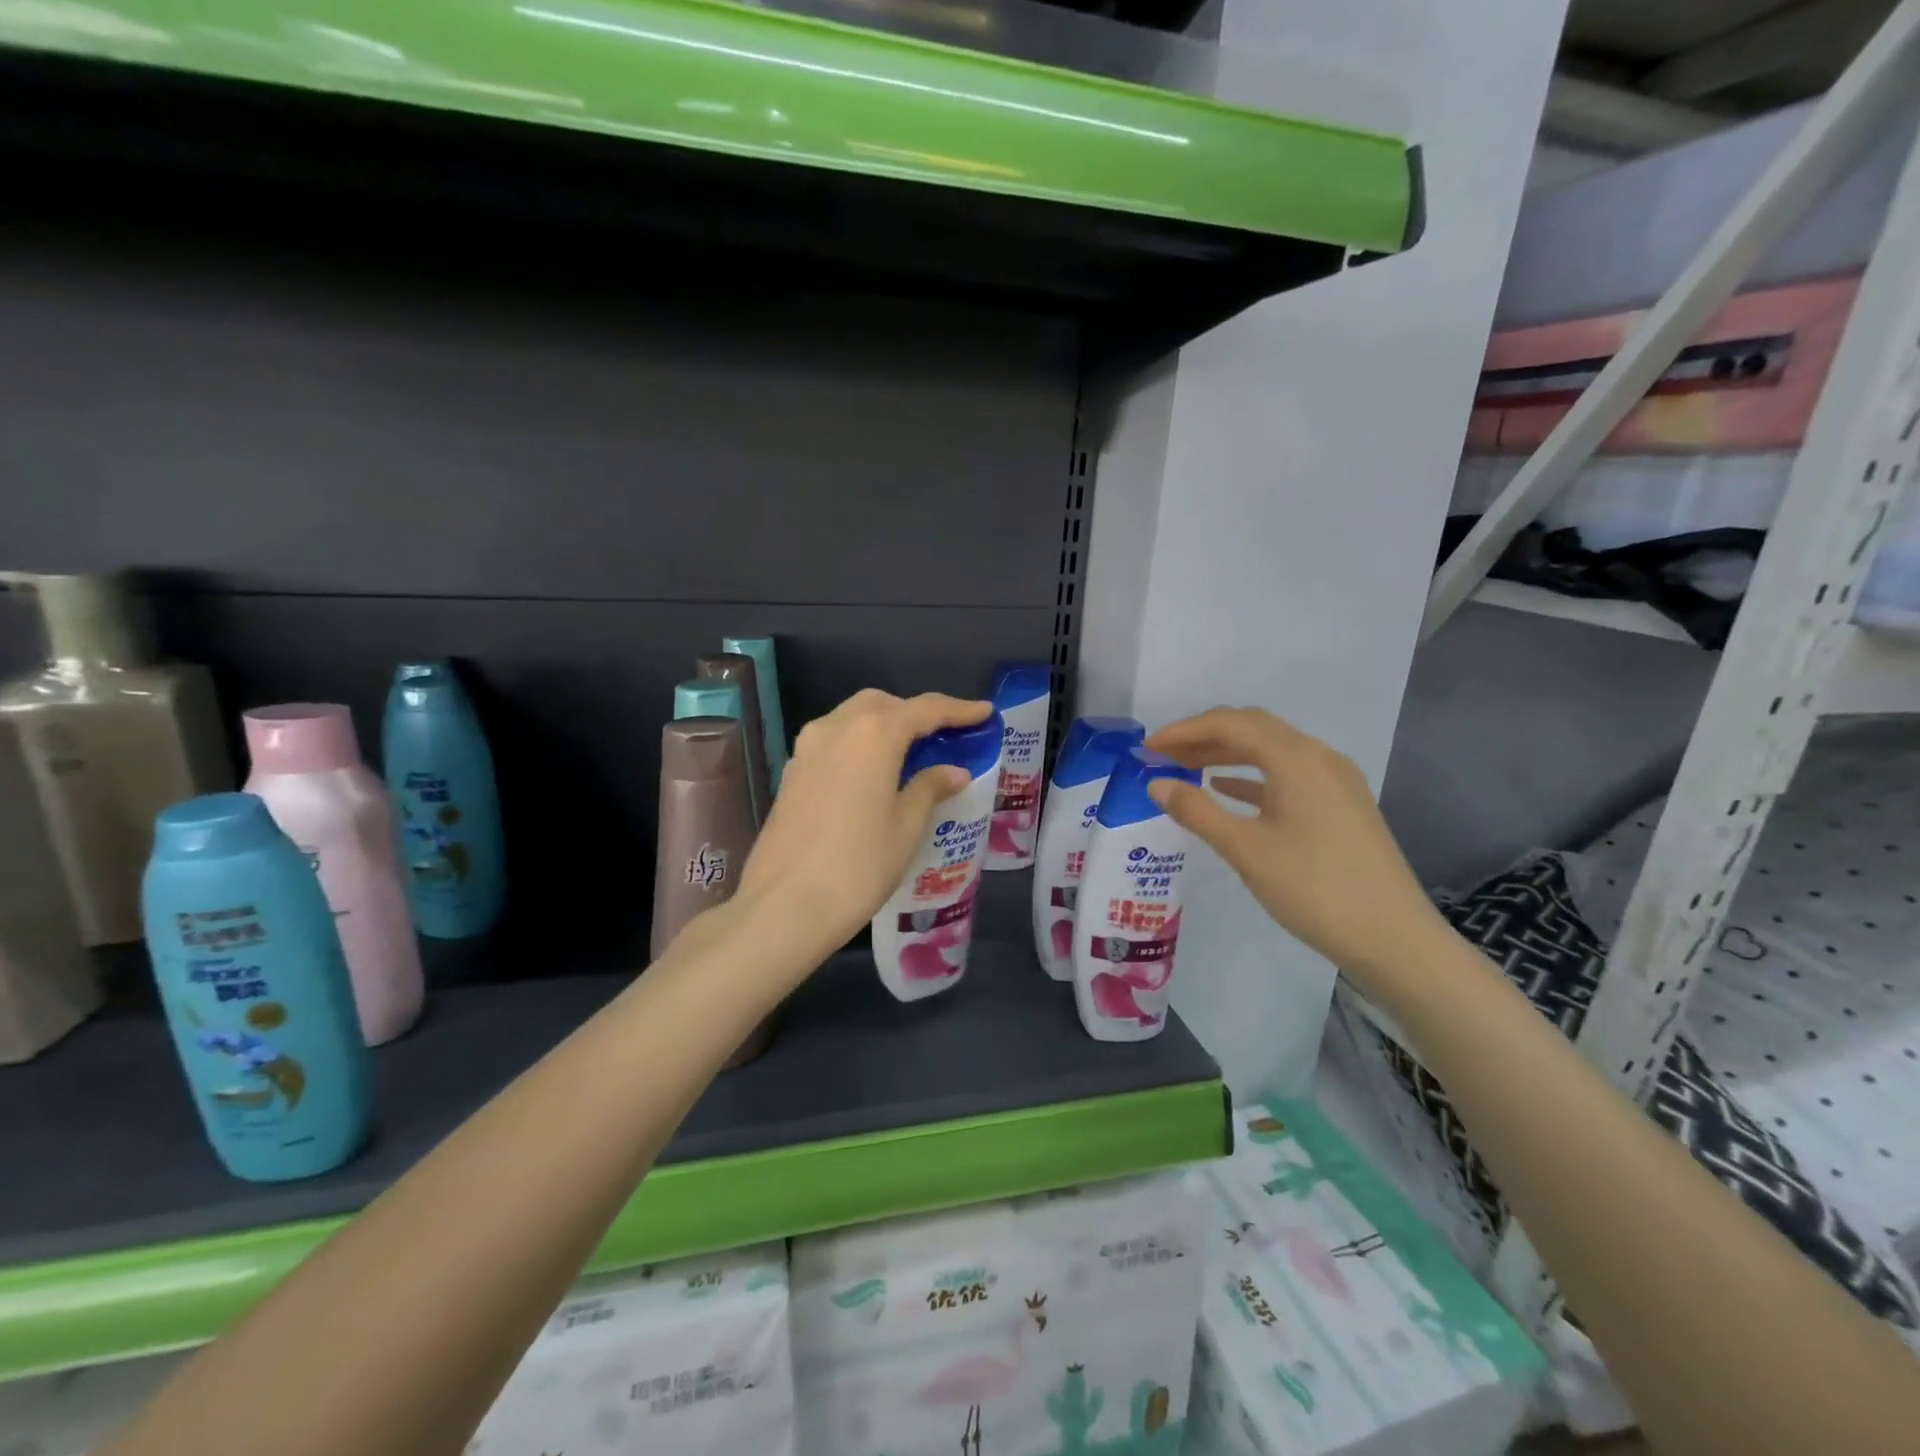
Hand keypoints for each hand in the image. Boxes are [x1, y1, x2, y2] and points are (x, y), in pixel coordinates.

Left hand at [738, 689, 992, 957]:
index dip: (958, 709)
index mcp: (873, 734)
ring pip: (852, 718)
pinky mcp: (791, 773)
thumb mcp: (906, 827)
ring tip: (910, 753)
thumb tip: (953, 772)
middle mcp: (836, 727)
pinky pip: (833, 741)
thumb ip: (930, 789)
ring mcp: (807, 749)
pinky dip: (859, 744)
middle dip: (914, 712)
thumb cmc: (858, 865)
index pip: (924, 709)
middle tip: (942, 735)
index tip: (984, 712)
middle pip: (882, 704)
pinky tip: (872, 774)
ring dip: (883, 725)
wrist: (784, 906)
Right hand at [1146, 708, 1447, 988]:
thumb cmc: (1314, 888)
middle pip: (1253, 729)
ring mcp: (1335, 781)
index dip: (1185, 730)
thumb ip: (1197, 811)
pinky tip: (1226, 791)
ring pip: (1271, 751)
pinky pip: (1287, 775)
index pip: (1232, 724)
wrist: (1394, 938)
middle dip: (1204, 737)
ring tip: (1185, 769)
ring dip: (1226, 754)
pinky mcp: (1341, 805)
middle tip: (1162, 756)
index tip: (1149, 748)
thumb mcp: (1246, 849)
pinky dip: (1251, 777)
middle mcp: (1319, 757)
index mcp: (1297, 758)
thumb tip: (1156, 784)